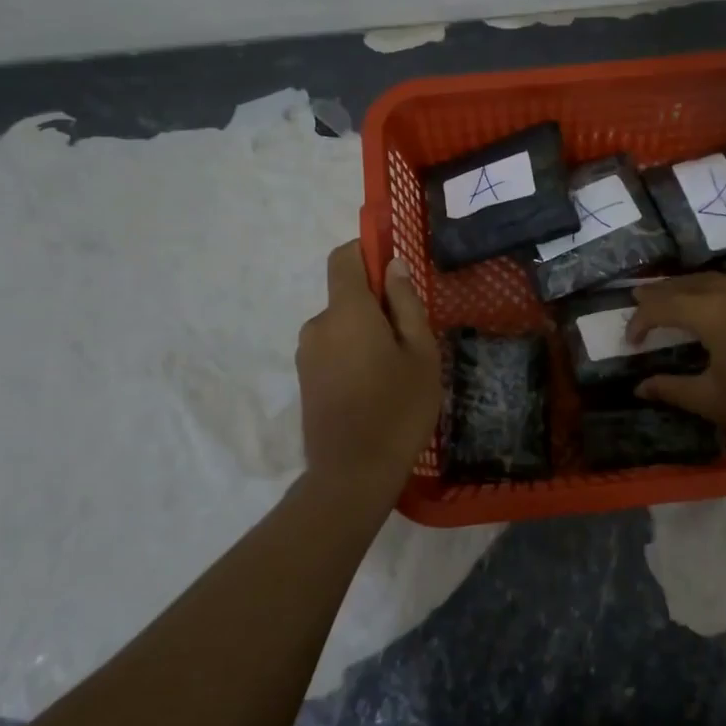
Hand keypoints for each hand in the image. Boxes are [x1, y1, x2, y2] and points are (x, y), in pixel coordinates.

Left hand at [297, 242, 439, 490]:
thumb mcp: (420, 353)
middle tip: (411, 337)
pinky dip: (353, 354)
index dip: (367, 251)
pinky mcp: (304, 379)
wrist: (352, 474)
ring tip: (396, 369)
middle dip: (377, 304)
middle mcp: (318, 325)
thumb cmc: (398, 409)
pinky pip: (332, 349)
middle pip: (346, 295)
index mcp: (347, 311)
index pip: (343, 257)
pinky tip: (376, 387)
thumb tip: (394, 266)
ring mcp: (306, 354)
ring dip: (366, 333)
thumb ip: (406, 304)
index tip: (395, 268)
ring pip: (341, 325)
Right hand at [627, 273, 725, 459]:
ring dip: (693, 286)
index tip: (630, 340)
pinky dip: (724, 290)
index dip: (641, 319)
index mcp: (712, 313)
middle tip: (640, 293)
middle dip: (662, 290)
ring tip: (679, 295)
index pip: (663, 305)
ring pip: (721, 279)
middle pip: (690, 282)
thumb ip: (673, 389)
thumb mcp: (715, 402)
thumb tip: (639, 386)